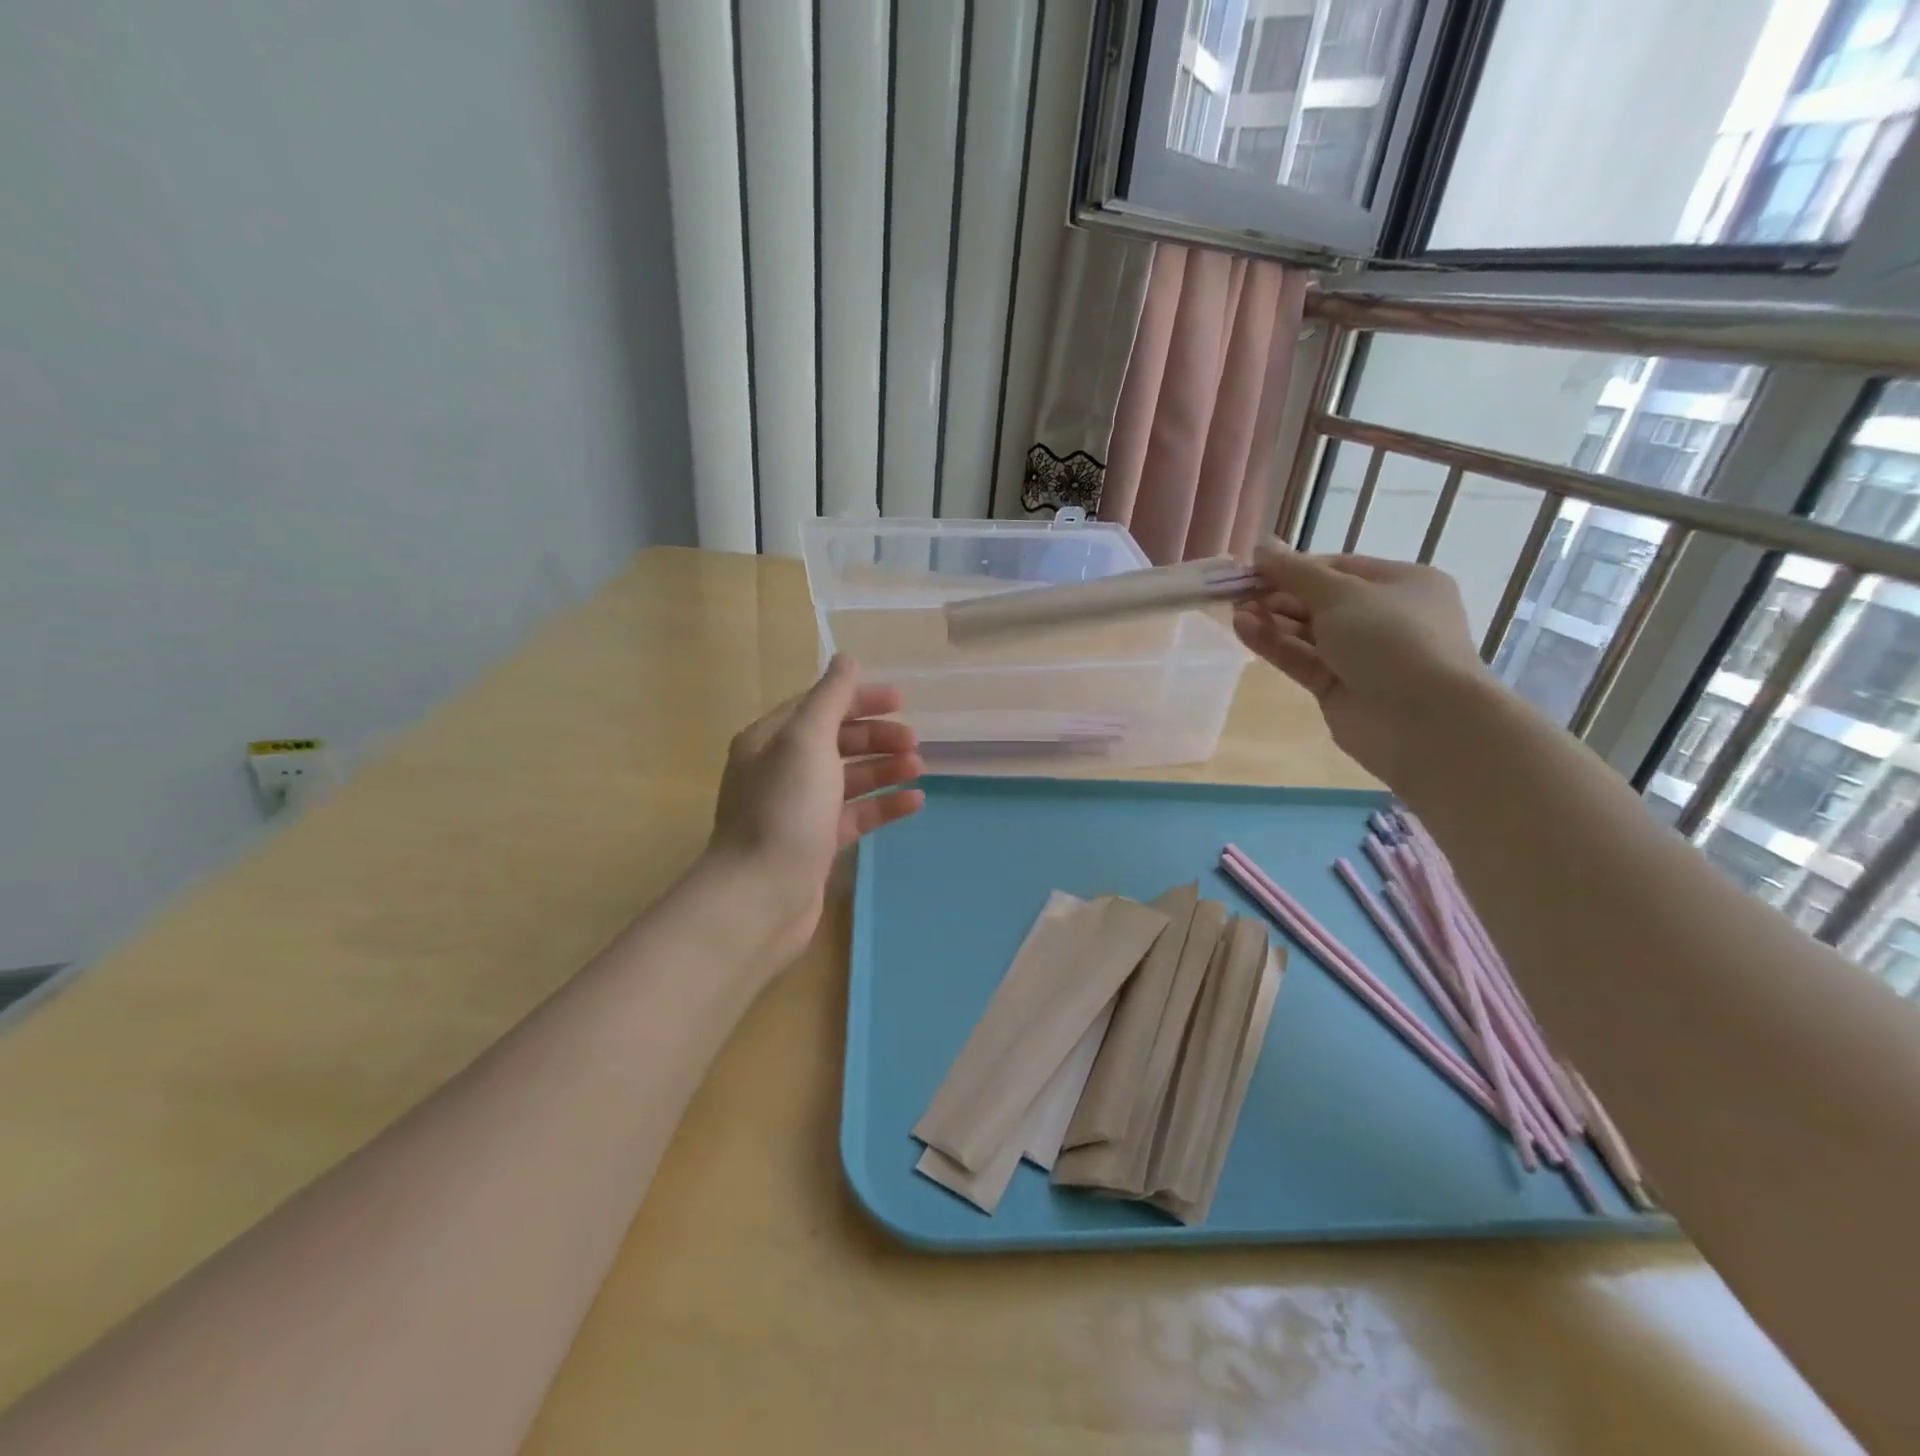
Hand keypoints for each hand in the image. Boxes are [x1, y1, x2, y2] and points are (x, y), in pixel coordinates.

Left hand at [705, 655, 924, 959]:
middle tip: (913, 742)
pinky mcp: (816, 843)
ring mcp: (799, 809)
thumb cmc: (784, 809)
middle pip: (836, 741)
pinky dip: (883, 805)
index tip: (901, 700)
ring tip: (919, 769)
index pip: (819, 706)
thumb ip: (830, 698)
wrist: (762, 896)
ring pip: (849, 778)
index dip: (859, 699)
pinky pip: (855, 815)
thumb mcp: (806, 740)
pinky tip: (914, 802)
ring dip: (884, 769)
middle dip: (876, 737)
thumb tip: (846, 658)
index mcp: (770, 740)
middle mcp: (781, 770)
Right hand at [1231, 545, 1497, 783]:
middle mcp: (1384, 617)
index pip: (1339, 567)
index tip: (1254, 567)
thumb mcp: (1342, 594)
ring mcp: (1361, 656)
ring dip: (1272, 619)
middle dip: (1279, 594)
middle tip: (1238, 592)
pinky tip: (1243, 629)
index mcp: (1402, 584)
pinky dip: (1273, 644)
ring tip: (1235, 611)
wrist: (1423, 720)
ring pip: (1307, 632)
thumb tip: (1261, 546)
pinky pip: (1300, 658)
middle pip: (1320, 600)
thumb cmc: (1393, 639)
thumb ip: (1295, 571)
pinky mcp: (1337, 688)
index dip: (1295, 565)